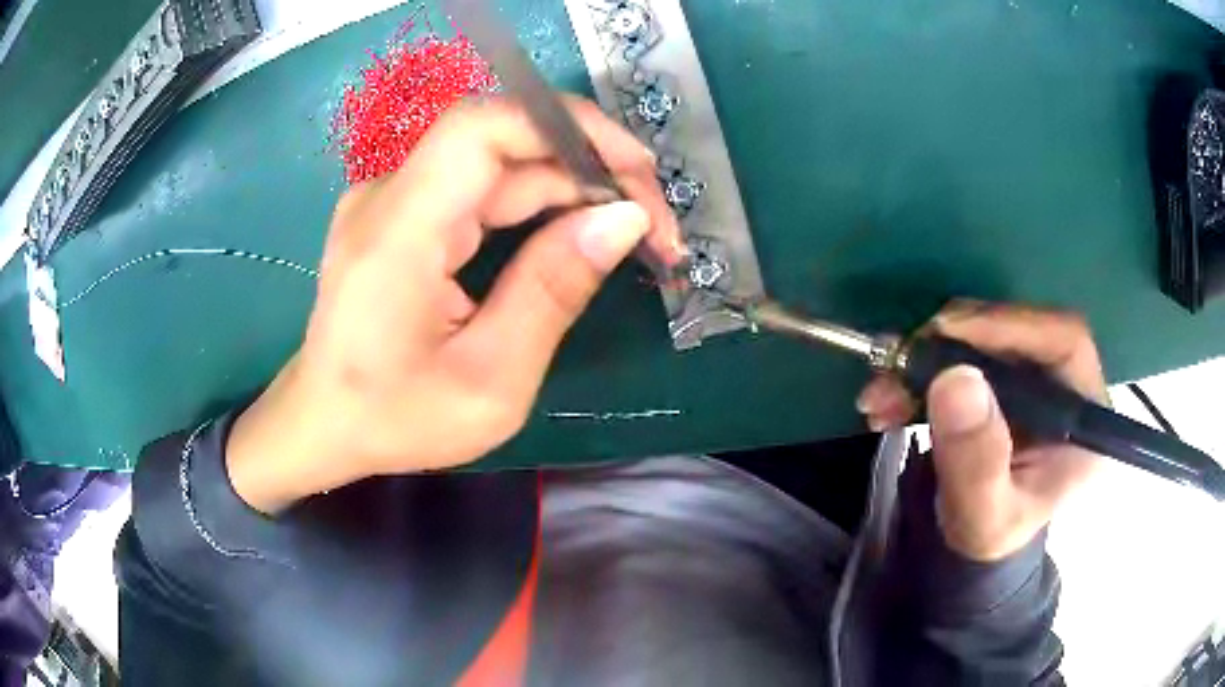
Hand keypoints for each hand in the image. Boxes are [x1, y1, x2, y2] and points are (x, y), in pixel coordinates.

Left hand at [226, 98, 682, 512]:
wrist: (323, 424)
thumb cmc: (395, 419)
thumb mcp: (489, 380)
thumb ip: (553, 292)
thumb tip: (623, 220)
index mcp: (397, 232)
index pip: (482, 128)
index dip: (567, 127)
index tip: (636, 170)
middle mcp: (389, 196)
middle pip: (502, 143)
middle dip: (590, 170)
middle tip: (655, 225)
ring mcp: (393, 200)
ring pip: (499, 164)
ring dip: (571, 188)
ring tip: (633, 232)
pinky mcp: (403, 214)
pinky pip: (481, 188)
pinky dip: (538, 204)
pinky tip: (578, 233)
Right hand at [856, 302, 1106, 560]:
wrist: (976, 544)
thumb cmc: (990, 539)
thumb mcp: (983, 519)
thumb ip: (976, 463)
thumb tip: (955, 380)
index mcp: (1085, 416)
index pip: (1063, 340)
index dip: (1009, 325)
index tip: (946, 333)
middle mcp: (1066, 383)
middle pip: (1018, 330)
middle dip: (952, 342)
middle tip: (897, 365)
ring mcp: (1035, 375)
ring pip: (984, 337)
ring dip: (927, 357)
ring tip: (881, 395)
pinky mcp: (1006, 375)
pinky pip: (964, 353)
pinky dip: (923, 369)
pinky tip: (890, 398)